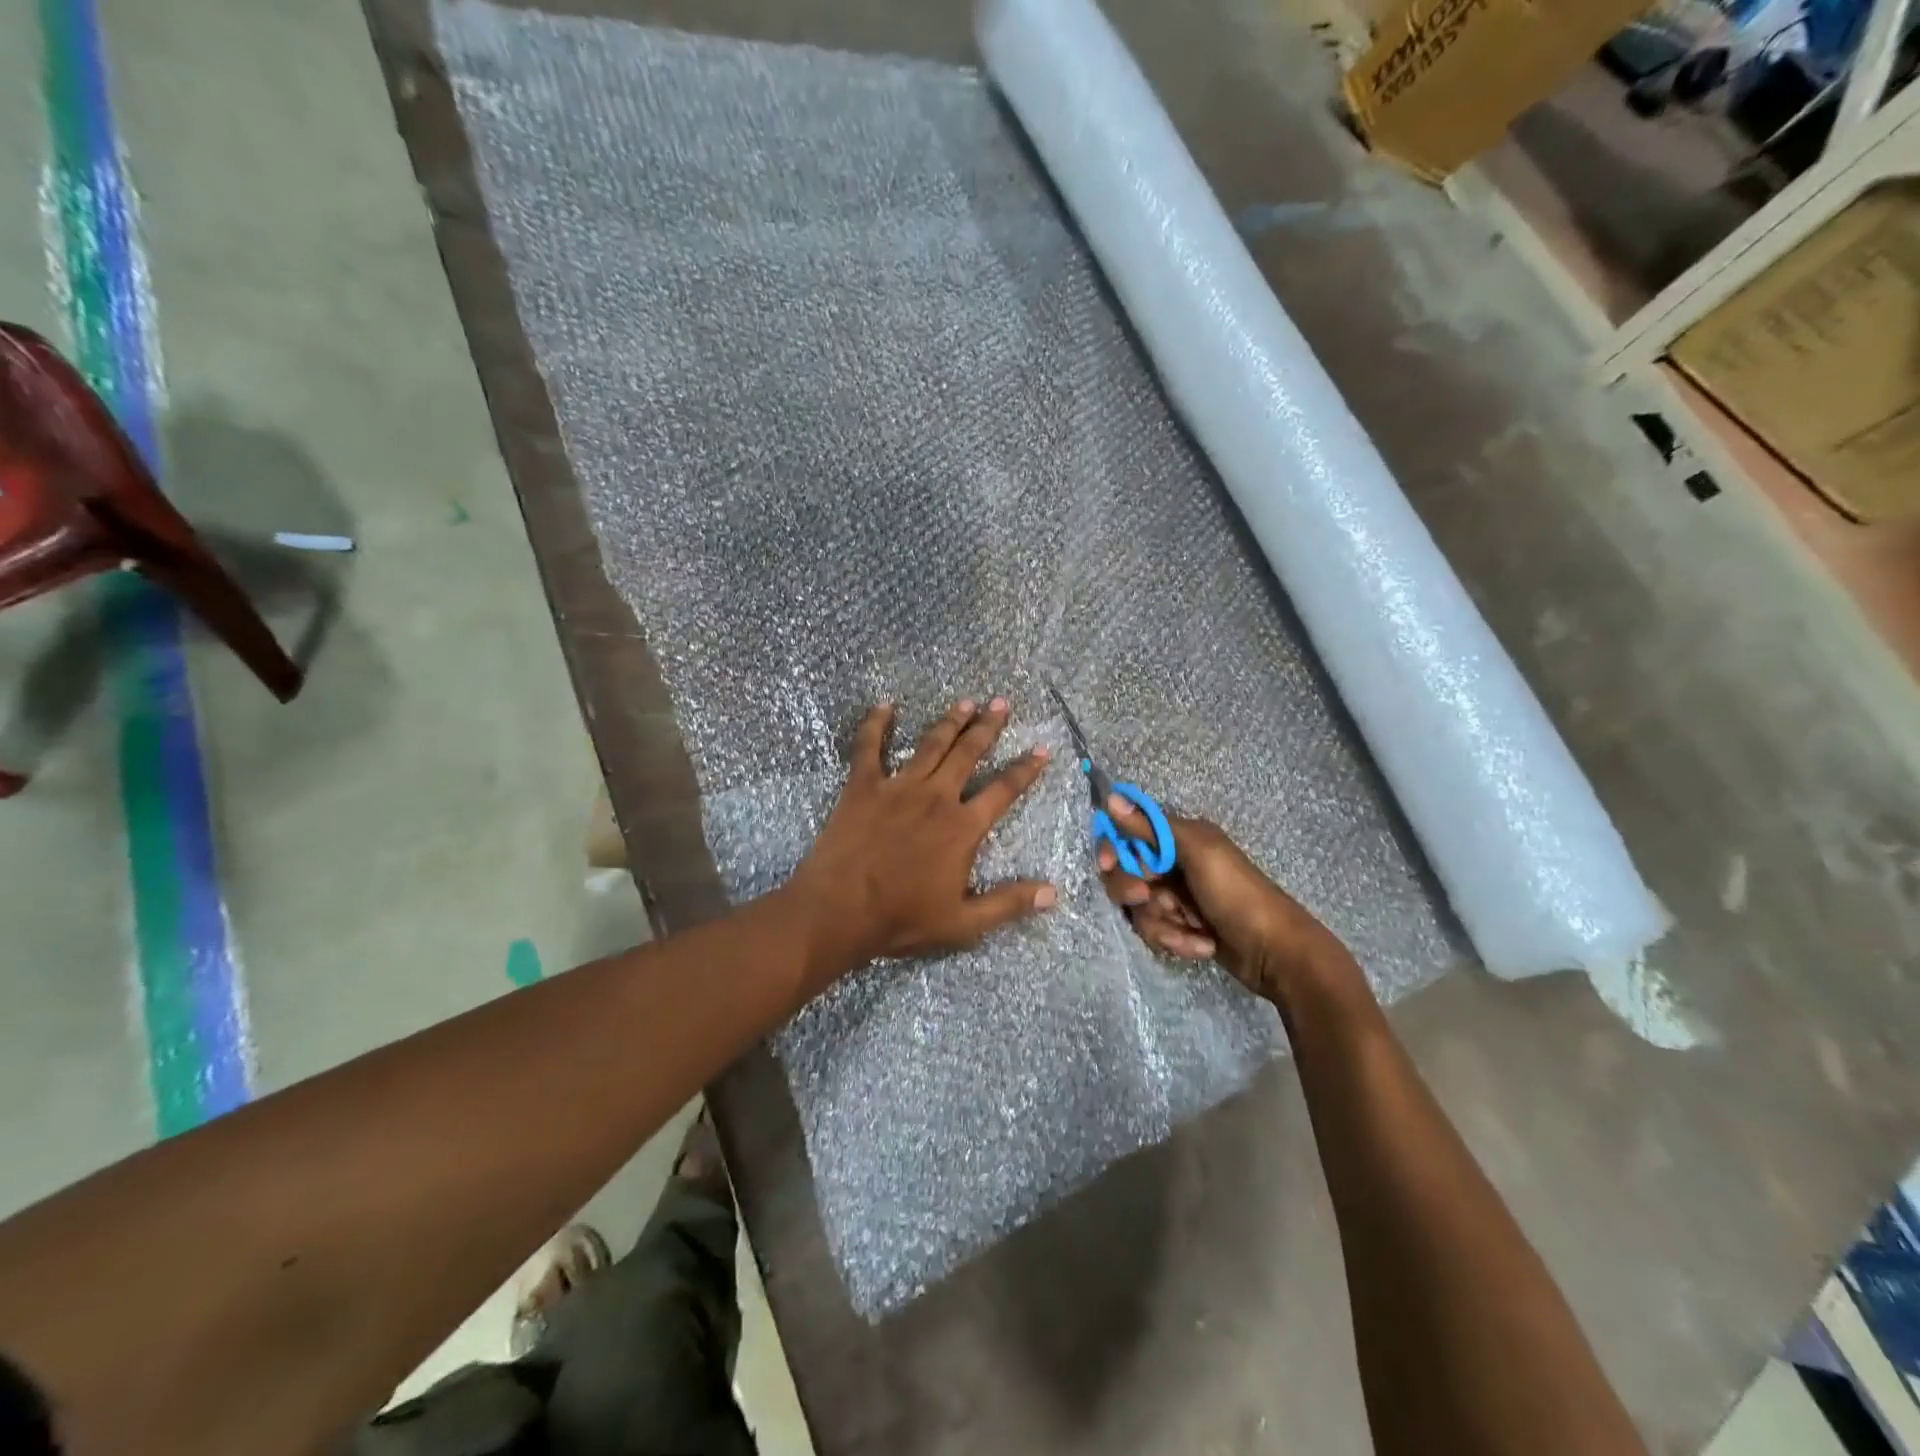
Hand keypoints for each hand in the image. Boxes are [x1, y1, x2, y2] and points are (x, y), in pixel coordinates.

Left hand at [789, 698, 1054, 977]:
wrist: (839, 911)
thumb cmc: (902, 918)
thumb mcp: (964, 922)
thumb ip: (1008, 903)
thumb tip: (1053, 893)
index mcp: (962, 827)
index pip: (1004, 790)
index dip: (1026, 770)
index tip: (1042, 749)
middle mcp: (936, 797)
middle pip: (968, 754)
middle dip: (987, 727)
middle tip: (1001, 703)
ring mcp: (898, 787)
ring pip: (931, 745)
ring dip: (950, 721)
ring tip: (966, 701)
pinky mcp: (863, 786)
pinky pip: (869, 747)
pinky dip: (875, 724)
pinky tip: (884, 705)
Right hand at [1097, 799, 1347, 1000]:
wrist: (1275, 954)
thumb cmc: (1237, 894)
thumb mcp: (1197, 853)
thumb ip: (1151, 826)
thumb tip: (1111, 796)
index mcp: (1179, 837)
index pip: (1127, 834)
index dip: (1112, 849)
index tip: (1107, 864)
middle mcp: (1173, 864)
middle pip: (1124, 873)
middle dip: (1134, 891)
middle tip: (1149, 898)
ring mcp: (1177, 898)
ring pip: (1138, 908)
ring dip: (1161, 924)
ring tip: (1191, 932)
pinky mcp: (1180, 927)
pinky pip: (1155, 931)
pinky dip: (1174, 940)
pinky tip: (1201, 945)